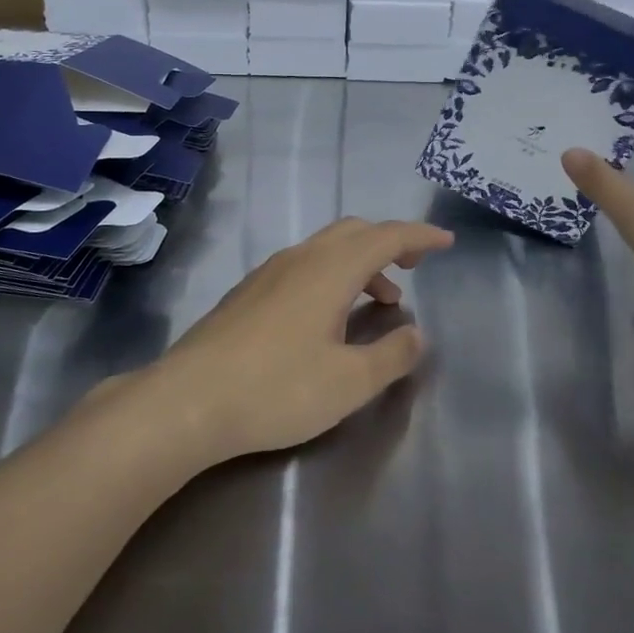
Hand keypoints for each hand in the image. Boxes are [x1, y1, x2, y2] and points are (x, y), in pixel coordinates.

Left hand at [150, 217, 453, 464]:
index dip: (419, 236)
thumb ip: (390, 356)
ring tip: (382, 300)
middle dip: (390, 242)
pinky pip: (304, 265)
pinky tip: (330, 316)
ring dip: (361, 262)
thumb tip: (416, 334)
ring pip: (326, 248)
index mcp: (330, 270)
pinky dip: (333, 275)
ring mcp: (269, 272)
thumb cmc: (276, 389)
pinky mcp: (248, 292)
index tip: (446, 242)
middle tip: (417, 265)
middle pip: (354, 232)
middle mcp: (300, 259)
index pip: (386, 236)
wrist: (188, 400)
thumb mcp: (348, 383)